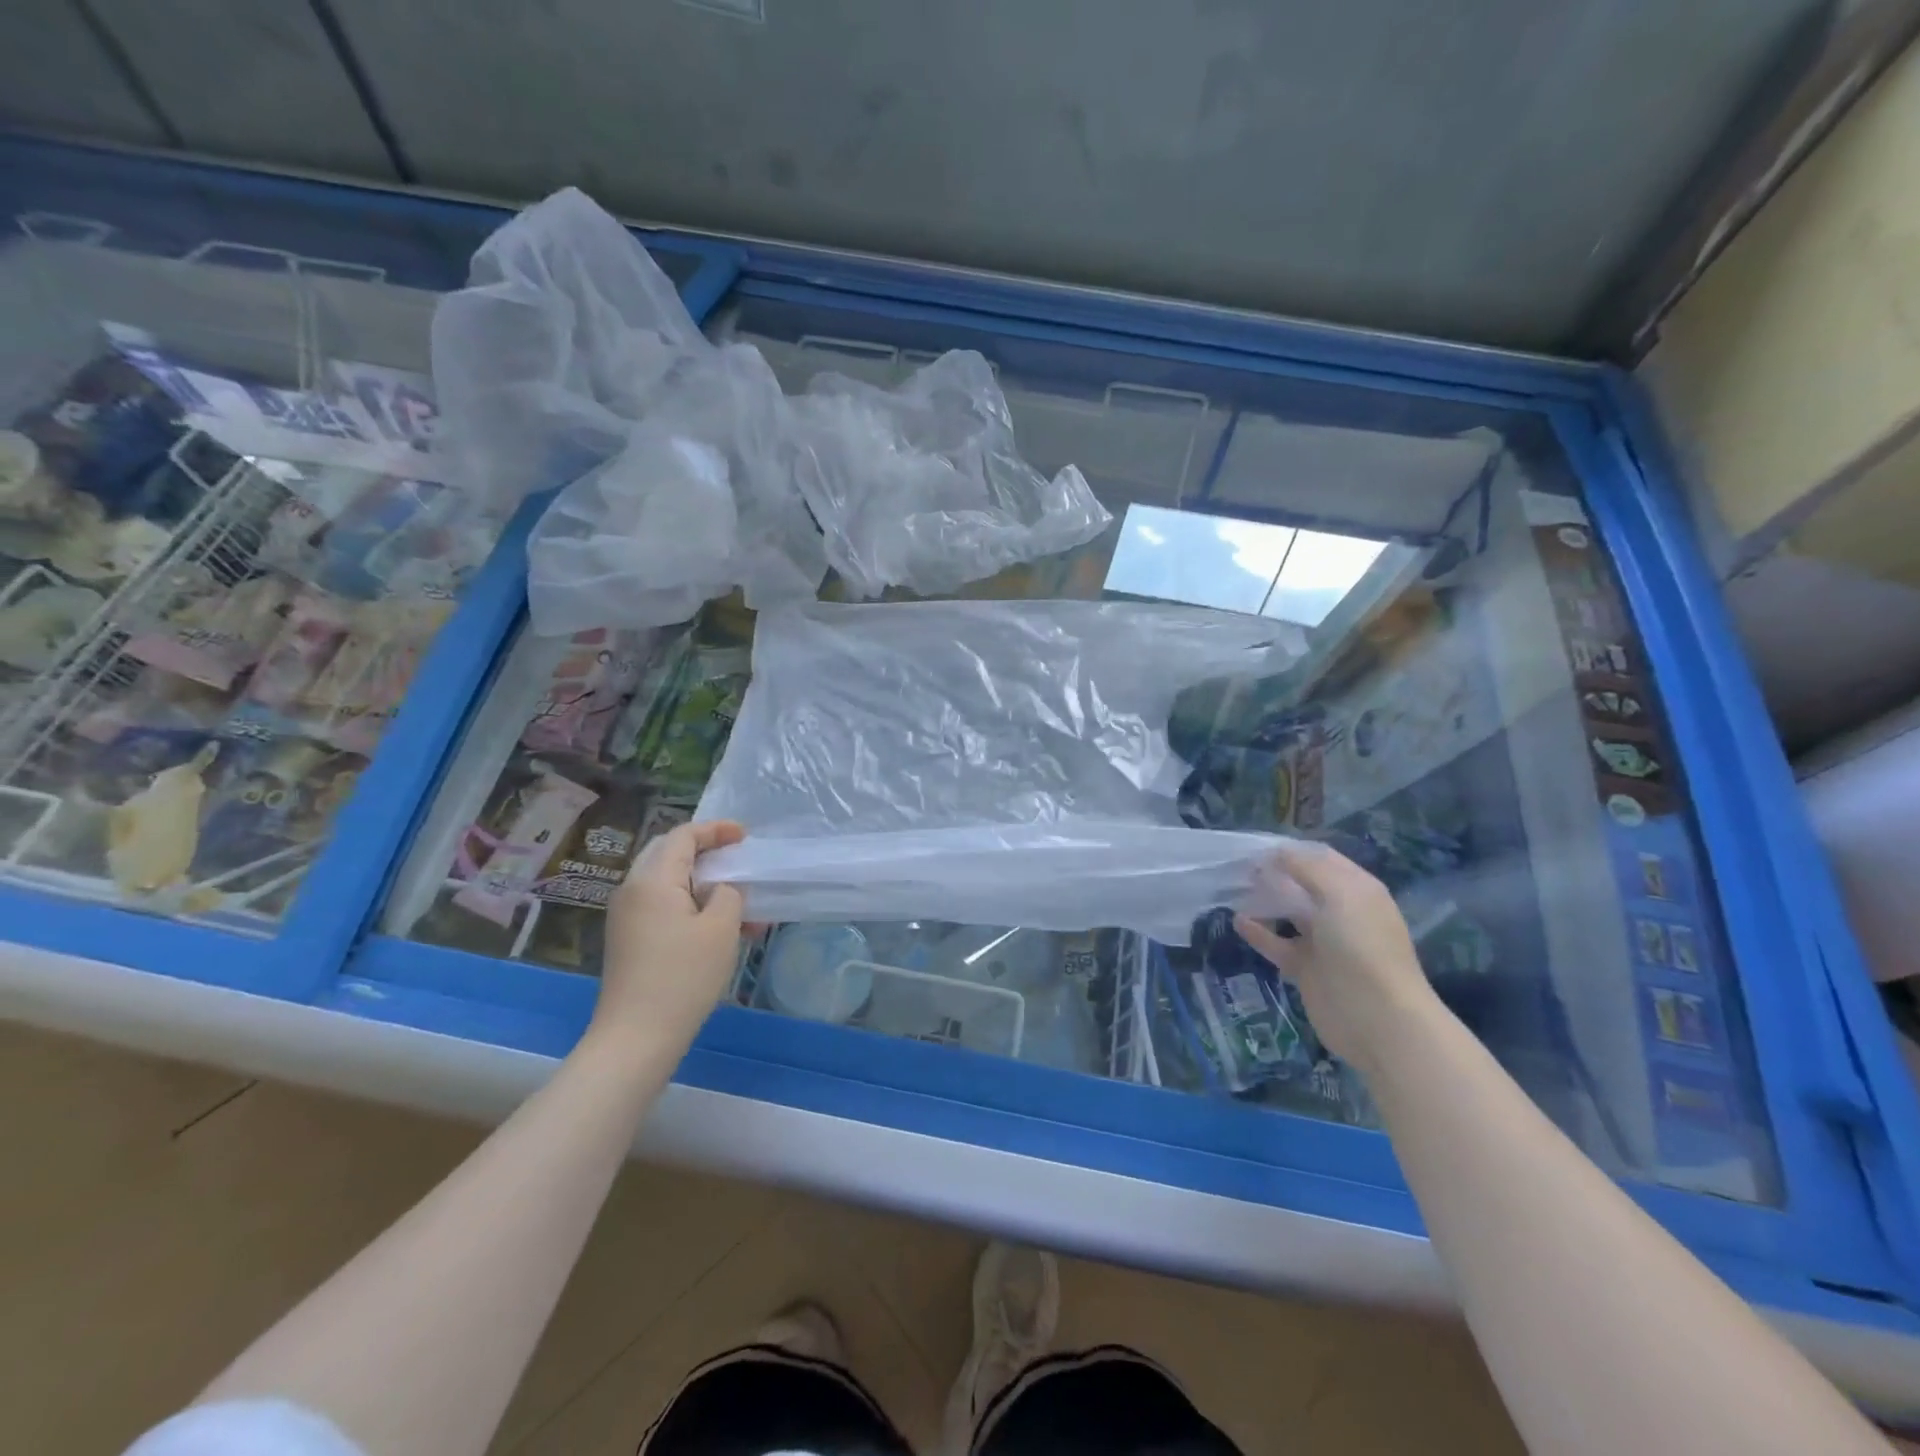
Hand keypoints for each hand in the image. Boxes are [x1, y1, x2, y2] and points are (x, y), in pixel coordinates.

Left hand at [596, 820, 747, 1053]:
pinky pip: (662, 905)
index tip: (745, 836)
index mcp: (653, 879)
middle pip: (669, 852)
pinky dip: (691, 903)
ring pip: (668, 881)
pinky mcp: (629, 939)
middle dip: (706, 850)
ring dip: (702, 882)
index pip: (683, 836)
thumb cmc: (683, 977)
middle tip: (737, 857)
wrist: (636, 1037)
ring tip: (738, 899)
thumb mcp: (721, 928)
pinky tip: (718, 925)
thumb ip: (728, 894)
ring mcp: (627, 916)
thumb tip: (721, 888)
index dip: (716, 830)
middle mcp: (633, 890)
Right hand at [1233, 842, 1440, 1073]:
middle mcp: (1342, 912)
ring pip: (1288, 913)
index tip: (1256, 845)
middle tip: (1238, 865)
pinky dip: (1258, 932)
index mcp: (1357, 890)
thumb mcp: (1340, 895)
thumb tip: (1277, 852)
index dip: (1291, 849)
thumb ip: (1307, 868)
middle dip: (1274, 872)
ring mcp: (1324, 943)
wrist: (1377, 1018)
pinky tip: (1237, 921)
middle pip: (1303, 884)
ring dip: (1264, 900)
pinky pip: (1277, 944)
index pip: (1322, 858)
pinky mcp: (1306, 969)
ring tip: (1233, 888)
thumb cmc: (1362, 946)